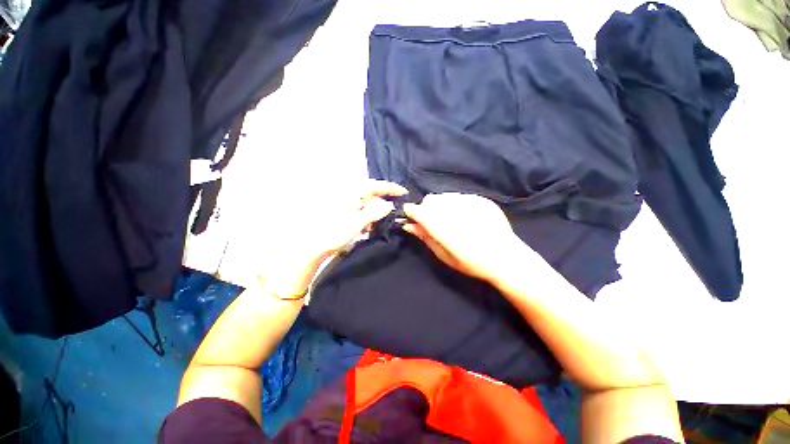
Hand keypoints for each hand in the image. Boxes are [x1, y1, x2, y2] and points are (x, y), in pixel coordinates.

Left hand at [258, 180, 406, 296]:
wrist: (312, 246)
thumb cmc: (334, 232)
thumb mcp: (357, 222)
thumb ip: (374, 212)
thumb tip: (389, 205)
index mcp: (351, 194)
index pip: (374, 186)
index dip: (390, 188)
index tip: (404, 192)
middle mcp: (348, 196)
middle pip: (371, 196)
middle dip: (383, 204)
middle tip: (393, 214)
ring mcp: (345, 205)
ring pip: (366, 205)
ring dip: (374, 214)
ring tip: (377, 225)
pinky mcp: (343, 214)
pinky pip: (360, 212)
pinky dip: (366, 218)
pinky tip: (367, 228)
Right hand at [402, 193, 525, 283]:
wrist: (506, 258)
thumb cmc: (472, 263)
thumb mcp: (444, 255)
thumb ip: (425, 237)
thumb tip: (408, 225)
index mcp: (441, 226)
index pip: (417, 210)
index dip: (411, 212)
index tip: (411, 216)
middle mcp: (452, 209)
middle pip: (430, 200)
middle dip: (427, 209)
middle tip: (434, 223)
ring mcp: (468, 201)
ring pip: (444, 196)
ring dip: (442, 205)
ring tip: (452, 219)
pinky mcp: (480, 199)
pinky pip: (460, 196)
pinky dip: (457, 204)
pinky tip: (466, 217)